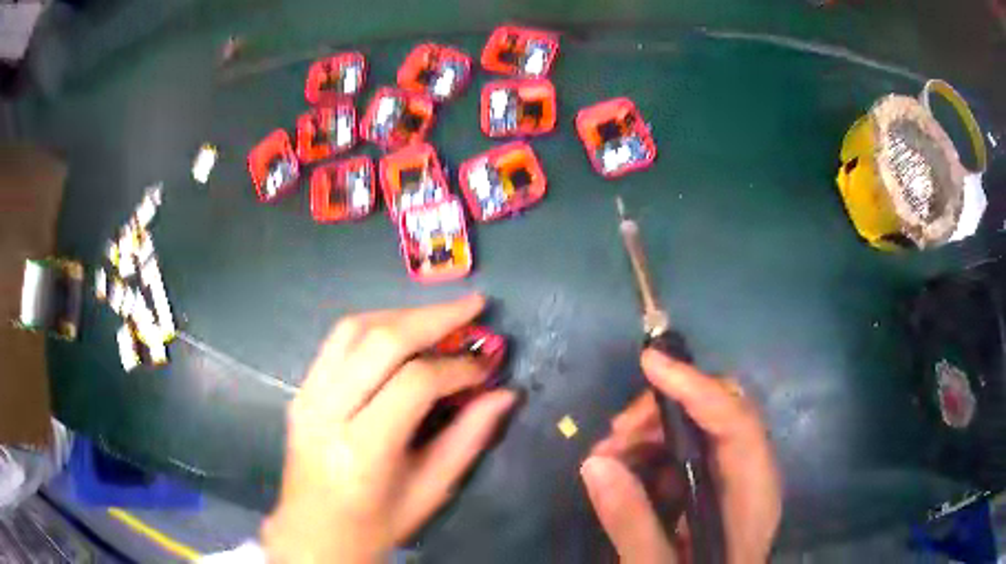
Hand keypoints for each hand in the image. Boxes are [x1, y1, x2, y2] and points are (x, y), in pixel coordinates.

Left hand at [263, 295, 517, 562]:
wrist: (313, 533)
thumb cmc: (376, 523)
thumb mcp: (431, 490)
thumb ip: (469, 438)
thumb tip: (505, 393)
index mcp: (362, 450)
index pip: (414, 383)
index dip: (457, 367)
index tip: (487, 365)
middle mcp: (327, 413)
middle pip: (380, 341)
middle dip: (434, 317)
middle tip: (474, 307)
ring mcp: (307, 396)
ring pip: (353, 329)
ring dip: (402, 314)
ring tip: (441, 316)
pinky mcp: (300, 390)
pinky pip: (337, 341)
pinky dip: (375, 325)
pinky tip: (402, 331)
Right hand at [581, 350, 781, 562]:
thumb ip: (632, 524)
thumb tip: (594, 462)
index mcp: (754, 495)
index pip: (736, 422)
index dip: (696, 387)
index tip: (650, 363)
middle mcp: (751, 474)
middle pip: (720, 411)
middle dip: (664, 410)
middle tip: (615, 433)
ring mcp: (733, 477)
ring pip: (699, 426)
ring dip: (651, 430)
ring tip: (608, 455)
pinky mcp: (715, 483)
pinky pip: (686, 450)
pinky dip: (653, 451)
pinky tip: (627, 471)